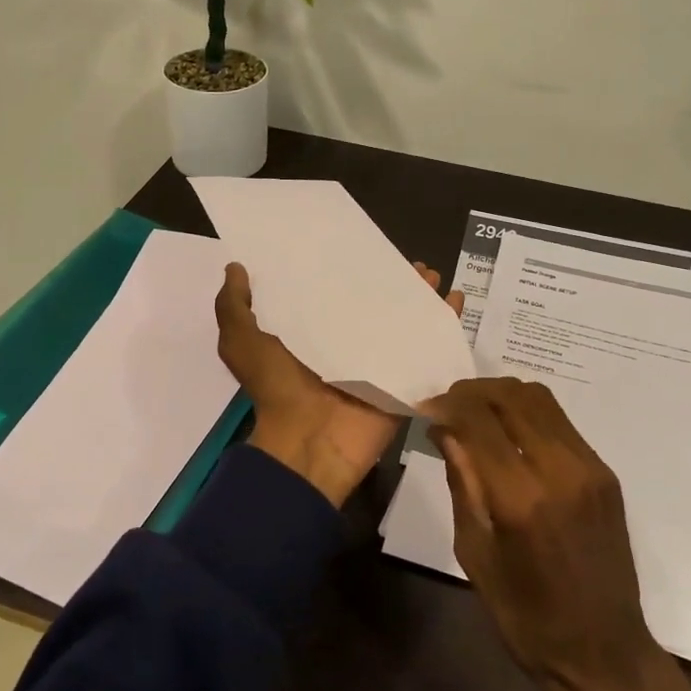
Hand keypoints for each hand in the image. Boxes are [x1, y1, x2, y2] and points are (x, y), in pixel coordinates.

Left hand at [216, 261, 462, 508]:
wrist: (309, 443)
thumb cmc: (276, 388)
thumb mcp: (241, 342)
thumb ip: (234, 306)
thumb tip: (236, 267)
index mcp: (311, 335)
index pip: (332, 295)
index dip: (347, 272)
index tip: (360, 247)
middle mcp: (347, 345)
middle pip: (377, 307)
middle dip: (394, 284)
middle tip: (410, 263)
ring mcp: (379, 363)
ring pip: (406, 323)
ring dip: (422, 298)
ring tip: (433, 276)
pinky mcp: (403, 379)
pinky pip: (429, 348)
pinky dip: (446, 324)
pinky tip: (456, 298)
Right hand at [421, 378, 690, 690]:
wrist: (604, 653)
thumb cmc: (526, 618)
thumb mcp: (475, 554)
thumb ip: (462, 483)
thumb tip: (444, 431)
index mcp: (521, 498)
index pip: (479, 419)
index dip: (447, 404)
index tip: (425, 409)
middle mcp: (561, 470)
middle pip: (511, 396)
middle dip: (471, 392)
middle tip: (446, 407)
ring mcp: (590, 468)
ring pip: (540, 400)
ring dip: (500, 396)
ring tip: (474, 413)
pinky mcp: (605, 474)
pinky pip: (560, 422)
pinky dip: (527, 413)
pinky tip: (508, 433)